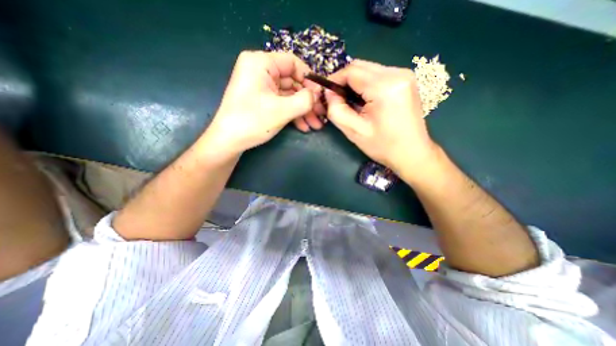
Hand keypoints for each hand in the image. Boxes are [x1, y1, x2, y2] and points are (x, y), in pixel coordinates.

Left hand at [204, 49, 326, 157]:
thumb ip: (304, 100)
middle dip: (308, 101)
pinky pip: (282, 103)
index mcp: (261, 63)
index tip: (320, 96)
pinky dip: (293, 114)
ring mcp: (261, 87)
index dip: (309, 79)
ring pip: (289, 95)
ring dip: (303, 110)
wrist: (228, 141)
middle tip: (321, 115)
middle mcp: (261, 70)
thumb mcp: (282, 110)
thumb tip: (317, 94)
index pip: (293, 63)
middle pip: (293, 81)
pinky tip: (304, 126)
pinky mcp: (262, 100)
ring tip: (315, 125)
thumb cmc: (252, 121)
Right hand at [326, 60, 437, 174]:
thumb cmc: (383, 145)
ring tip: (351, 102)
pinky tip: (365, 100)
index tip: (326, 94)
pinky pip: (379, 75)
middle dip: (344, 81)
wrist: (412, 153)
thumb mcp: (354, 131)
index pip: (351, 71)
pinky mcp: (406, 80)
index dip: (334, 80)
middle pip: (360, 66)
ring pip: (369, 69)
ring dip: (355, 83)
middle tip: (337, 99)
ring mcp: (405, 75)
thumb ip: (336, 110)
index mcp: (385, 87)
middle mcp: (397, 73)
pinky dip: (366, 84)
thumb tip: (329, 93)